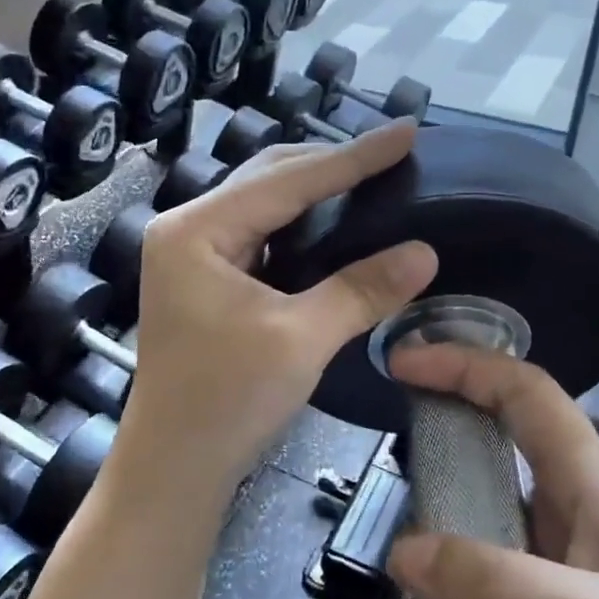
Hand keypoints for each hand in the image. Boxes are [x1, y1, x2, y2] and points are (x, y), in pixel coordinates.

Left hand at [113, 124, 437, 508]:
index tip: (406, 131)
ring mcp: (192, 254)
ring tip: (371, 178)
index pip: (286, 180)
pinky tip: (334, 224)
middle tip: (392, 154)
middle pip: (268, 180)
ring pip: (263, 205)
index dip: (352, 158)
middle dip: (330, 166)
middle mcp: (187, 229)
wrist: (173, 467)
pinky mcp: (205, 280)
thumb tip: (424, 252)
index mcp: (196, 230)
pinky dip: (299, 226)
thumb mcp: (300, 340)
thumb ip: (361, 290)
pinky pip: (260, 235)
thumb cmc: (226, 402)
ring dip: (314, 192)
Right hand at [384, 344, 598, 598]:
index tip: (403, 365)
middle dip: (429, 538)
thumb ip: (498, 586)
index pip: (523, 400)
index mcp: (592, 492)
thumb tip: (403, 554)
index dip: (465, 369)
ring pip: (471, 587)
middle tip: (396, 580)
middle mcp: (570, 536)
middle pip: (476, 502)